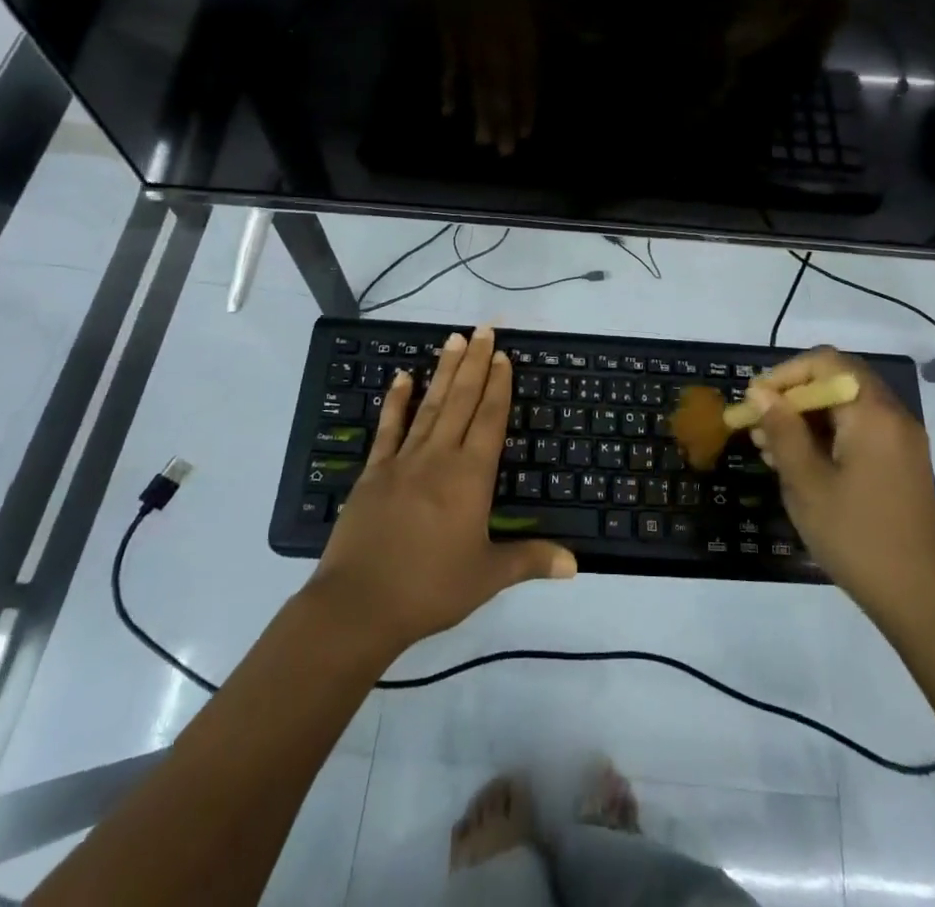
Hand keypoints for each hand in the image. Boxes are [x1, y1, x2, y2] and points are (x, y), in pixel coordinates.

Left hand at [310, 325, 575, 656]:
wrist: (358, 605)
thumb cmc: (430, 588)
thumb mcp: (487, 576)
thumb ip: (530, 560)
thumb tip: (576, 565)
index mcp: (471, 477)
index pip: (490, 419)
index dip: (499, 386)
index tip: (504, 356)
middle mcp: (439, 457)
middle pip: (462, 400)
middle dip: (476, 363)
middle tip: (484, 329)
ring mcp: (403, 460)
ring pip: (430, 405)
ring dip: (444, 371)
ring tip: (454, 339)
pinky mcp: (374, 472)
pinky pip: (388, 428)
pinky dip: (397, 400)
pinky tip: (403, 376)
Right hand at [746, 348, 934, 628]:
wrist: (923, 602)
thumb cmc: (858, 538)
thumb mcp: (807, 484)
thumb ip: (782, 431)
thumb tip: (760, 392)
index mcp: (873, 413)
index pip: (825, 362)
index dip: (785, 374)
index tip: (755, 402)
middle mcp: (893, 416)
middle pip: (837, 380)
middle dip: (793, 397)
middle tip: (758, 425)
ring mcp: (901, 441)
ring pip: (846, 407)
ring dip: (806, 418)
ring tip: (769, 448)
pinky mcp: (902, 465)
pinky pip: (859, 431)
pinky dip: (826, 437)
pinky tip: (798, 465)